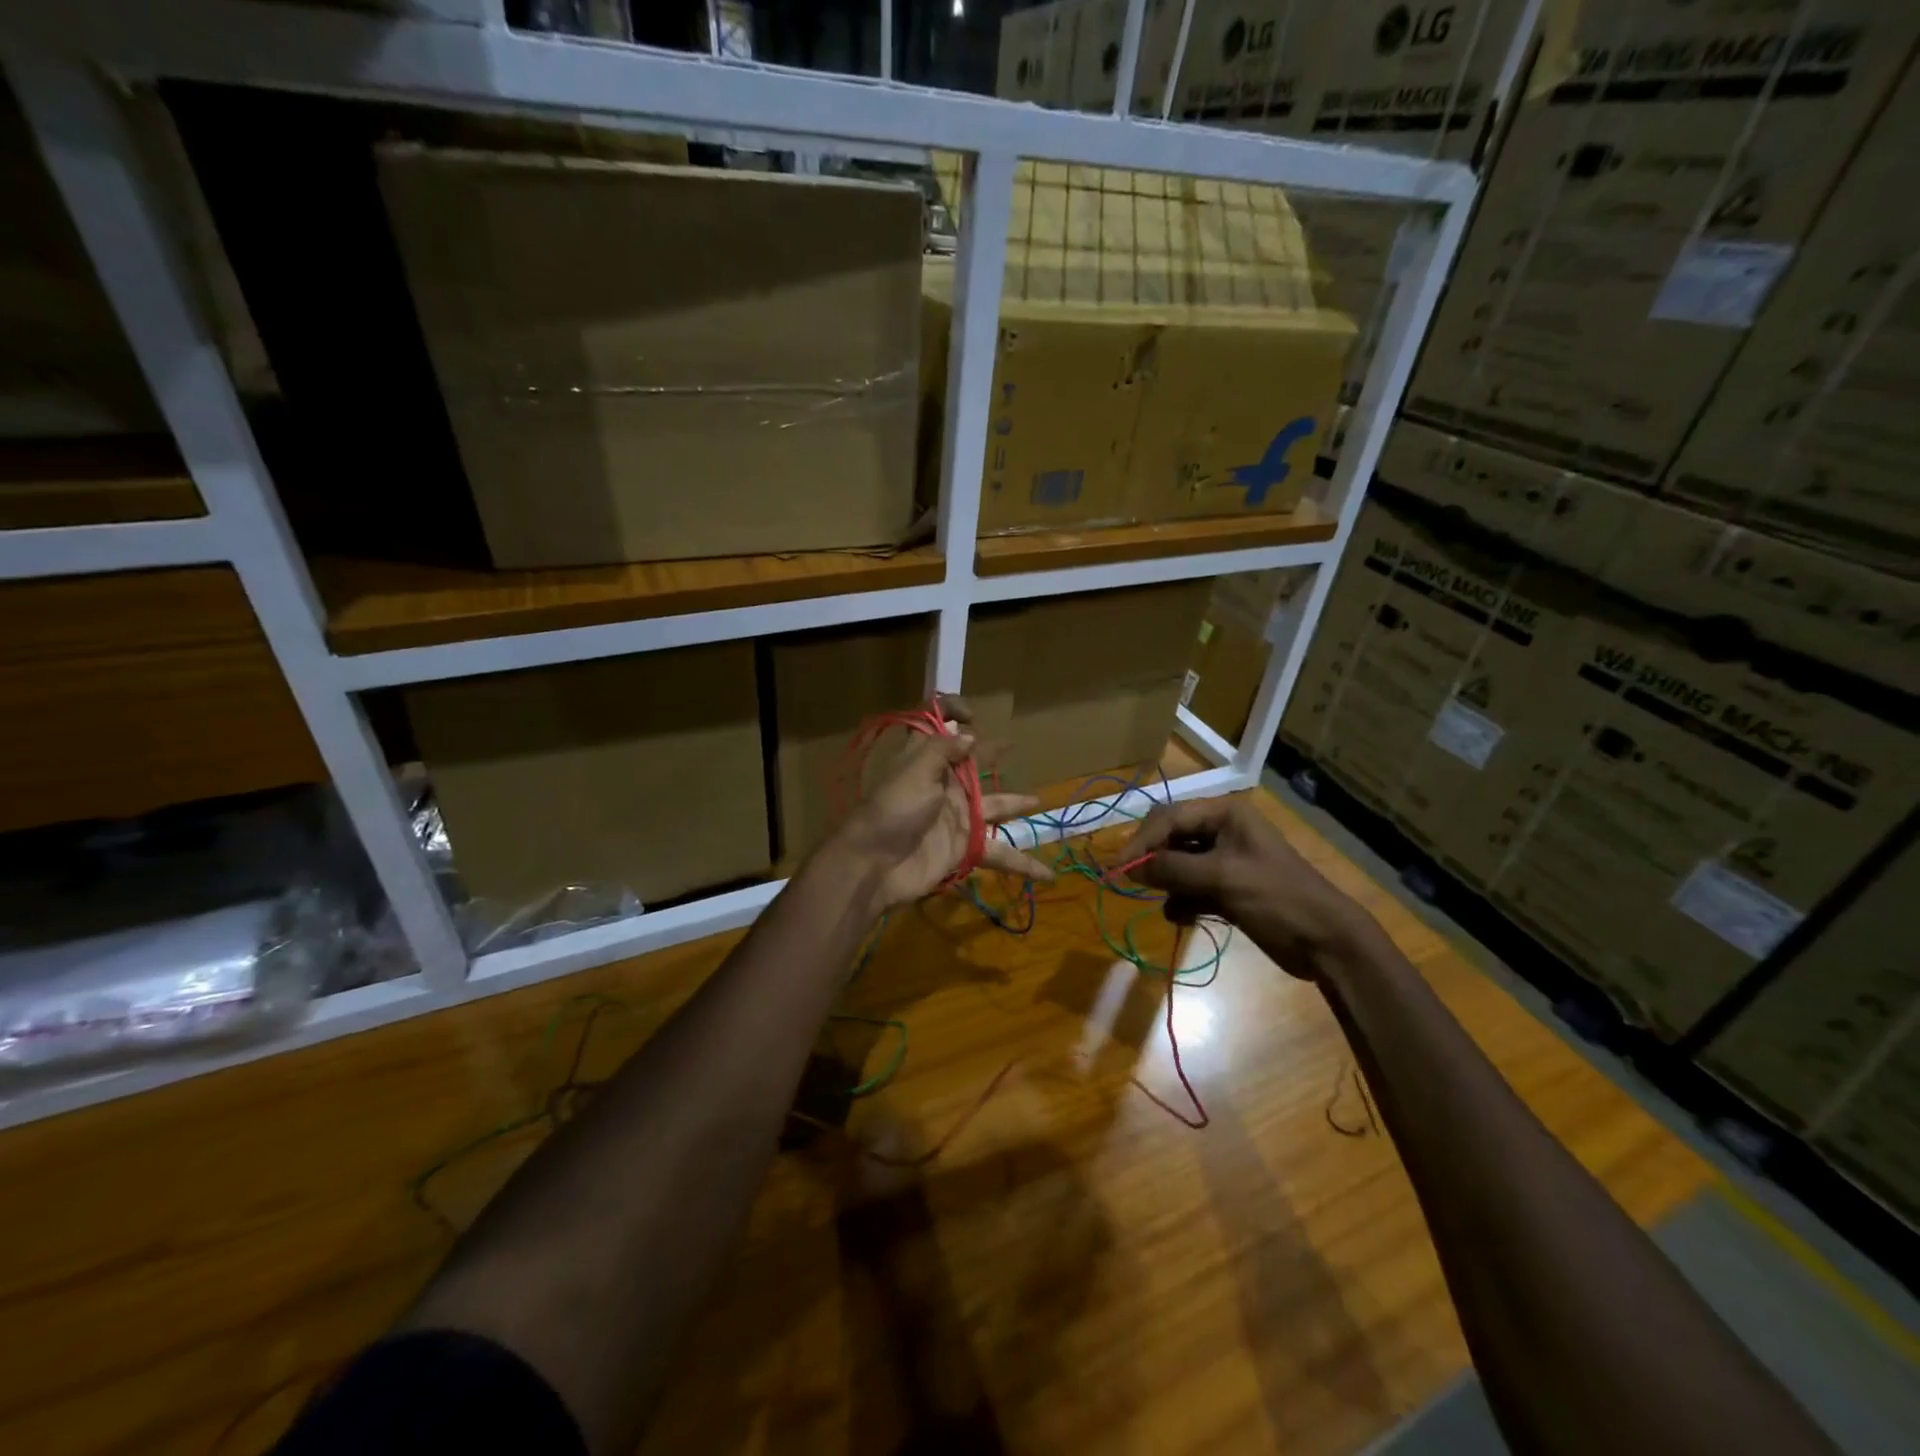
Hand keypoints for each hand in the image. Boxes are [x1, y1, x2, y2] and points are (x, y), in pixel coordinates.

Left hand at [828, 697, 1052, 912]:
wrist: (875, 865)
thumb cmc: (894, 809)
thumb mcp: (916, 770)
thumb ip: (944, 750)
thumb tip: (969, 736)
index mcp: (928, 761)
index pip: (938, 728)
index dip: (951, 714)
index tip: (972, 717)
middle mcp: (945, 786)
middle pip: (973, 765)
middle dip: (990, 753)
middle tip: (1012, 746)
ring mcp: (958, 819)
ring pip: (994, 807)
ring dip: (1015, 805)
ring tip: (1038, 801)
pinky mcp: (966, 849)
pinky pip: (1001, 854)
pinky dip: (1024, 865)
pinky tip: (1048, 873)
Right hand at [1121, 797, 1369, 975]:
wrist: (1326, 941)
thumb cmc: (1277, 898)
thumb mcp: (1221, 878)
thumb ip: (1172, 869)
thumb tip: (1130, 868)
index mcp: (1225, 815)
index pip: (1169, 818)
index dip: (1142, 841)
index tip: (1119, 868)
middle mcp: (1223, 831)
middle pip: (1171, 838)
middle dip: (1153, 861)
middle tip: (1132, 882)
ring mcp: (1226, 861)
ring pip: (1179, 865)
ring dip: (1169, 885)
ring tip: (1169, 904)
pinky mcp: (1228, 888)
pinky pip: (1192, 887)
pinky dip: (1184, 901)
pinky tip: (1185, 917)